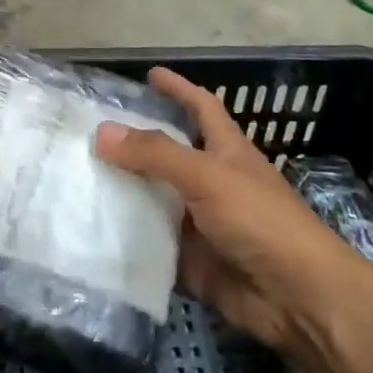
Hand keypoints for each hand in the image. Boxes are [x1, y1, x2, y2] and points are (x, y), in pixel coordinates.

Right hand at [94, 68, 372, 368]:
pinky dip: (125, 240)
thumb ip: (155, 153)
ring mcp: (200, 224)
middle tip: (87, 133)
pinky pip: (150, 245)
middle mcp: (211, 183)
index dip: (178, 89)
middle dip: (133, 144)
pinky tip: (88, 231)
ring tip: (75, 178)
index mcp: (226, 152)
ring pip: (153, 200)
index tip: (149, 74)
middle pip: (167, 155)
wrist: (297, 299)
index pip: (200, 108)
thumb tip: (102, 131)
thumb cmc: (261, 221)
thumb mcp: (207, 176)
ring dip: (122, 193)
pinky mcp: (189, 261)